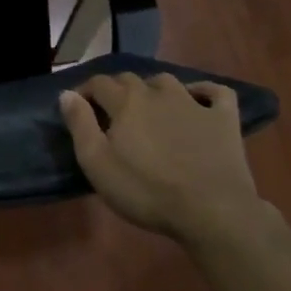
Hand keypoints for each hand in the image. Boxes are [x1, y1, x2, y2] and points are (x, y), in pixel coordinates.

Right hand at [59, 73, 269, 245]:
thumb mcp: (98, 164)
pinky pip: (216, 92)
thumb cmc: (147, 191)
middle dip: (116, 91)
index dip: (85, 92)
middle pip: (130, 80)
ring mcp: (194, 103)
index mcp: (126, 102)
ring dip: (154, 89)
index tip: (79, 107)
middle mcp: (158, 93)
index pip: (99, 83)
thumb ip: (80, 125)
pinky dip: (204, 91)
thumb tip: (67, 94)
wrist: (211, 210)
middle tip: (112, 114)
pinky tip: (199, 100)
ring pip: (167, 82)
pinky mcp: (223, 119)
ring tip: (150, 108)